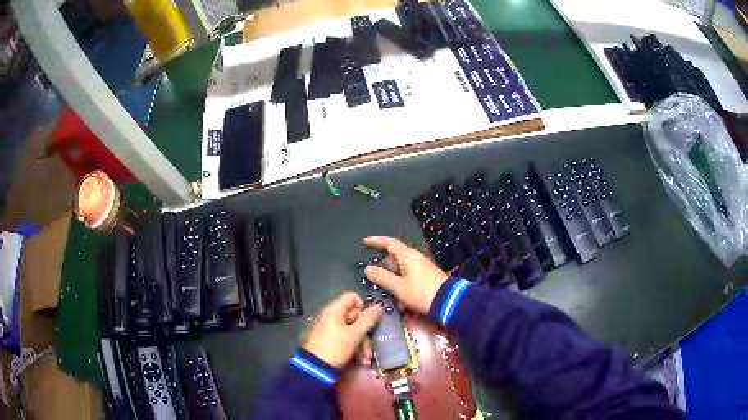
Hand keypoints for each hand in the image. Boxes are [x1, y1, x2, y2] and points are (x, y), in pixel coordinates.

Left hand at [303, 292, 382, 367]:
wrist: (315, 369)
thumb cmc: (334, 348)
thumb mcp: (354, 334)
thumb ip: (367, 320)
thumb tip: (379, 306)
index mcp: (335, 310)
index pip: (352, 297)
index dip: (363, 307)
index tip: (369, 321)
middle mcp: (333, 318)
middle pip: (356, 317)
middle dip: (366, 333)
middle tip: (370, 348)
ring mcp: (332, 331)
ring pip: (354, 331)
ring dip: (363, 345)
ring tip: (366, 359)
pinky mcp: (333, 343)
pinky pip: (348, 341)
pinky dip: (356, 349)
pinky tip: (361, 361)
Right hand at [363, 236, 448, 314]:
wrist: (448, 302)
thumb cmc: (421, 293)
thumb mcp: (398, 287)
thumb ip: (382, 277)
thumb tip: (368, 268)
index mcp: (408, 256)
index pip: (390, 243)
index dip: (376, 241)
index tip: (365, 242)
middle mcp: (416, 258)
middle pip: (396, 256)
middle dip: (385, 266)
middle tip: (374, 275)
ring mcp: (423, 268)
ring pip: (403, 269)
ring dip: (394, 279)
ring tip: (388, 292)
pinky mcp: (428, 277)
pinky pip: (410, 277)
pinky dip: (403, 285)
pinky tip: (402, 301)